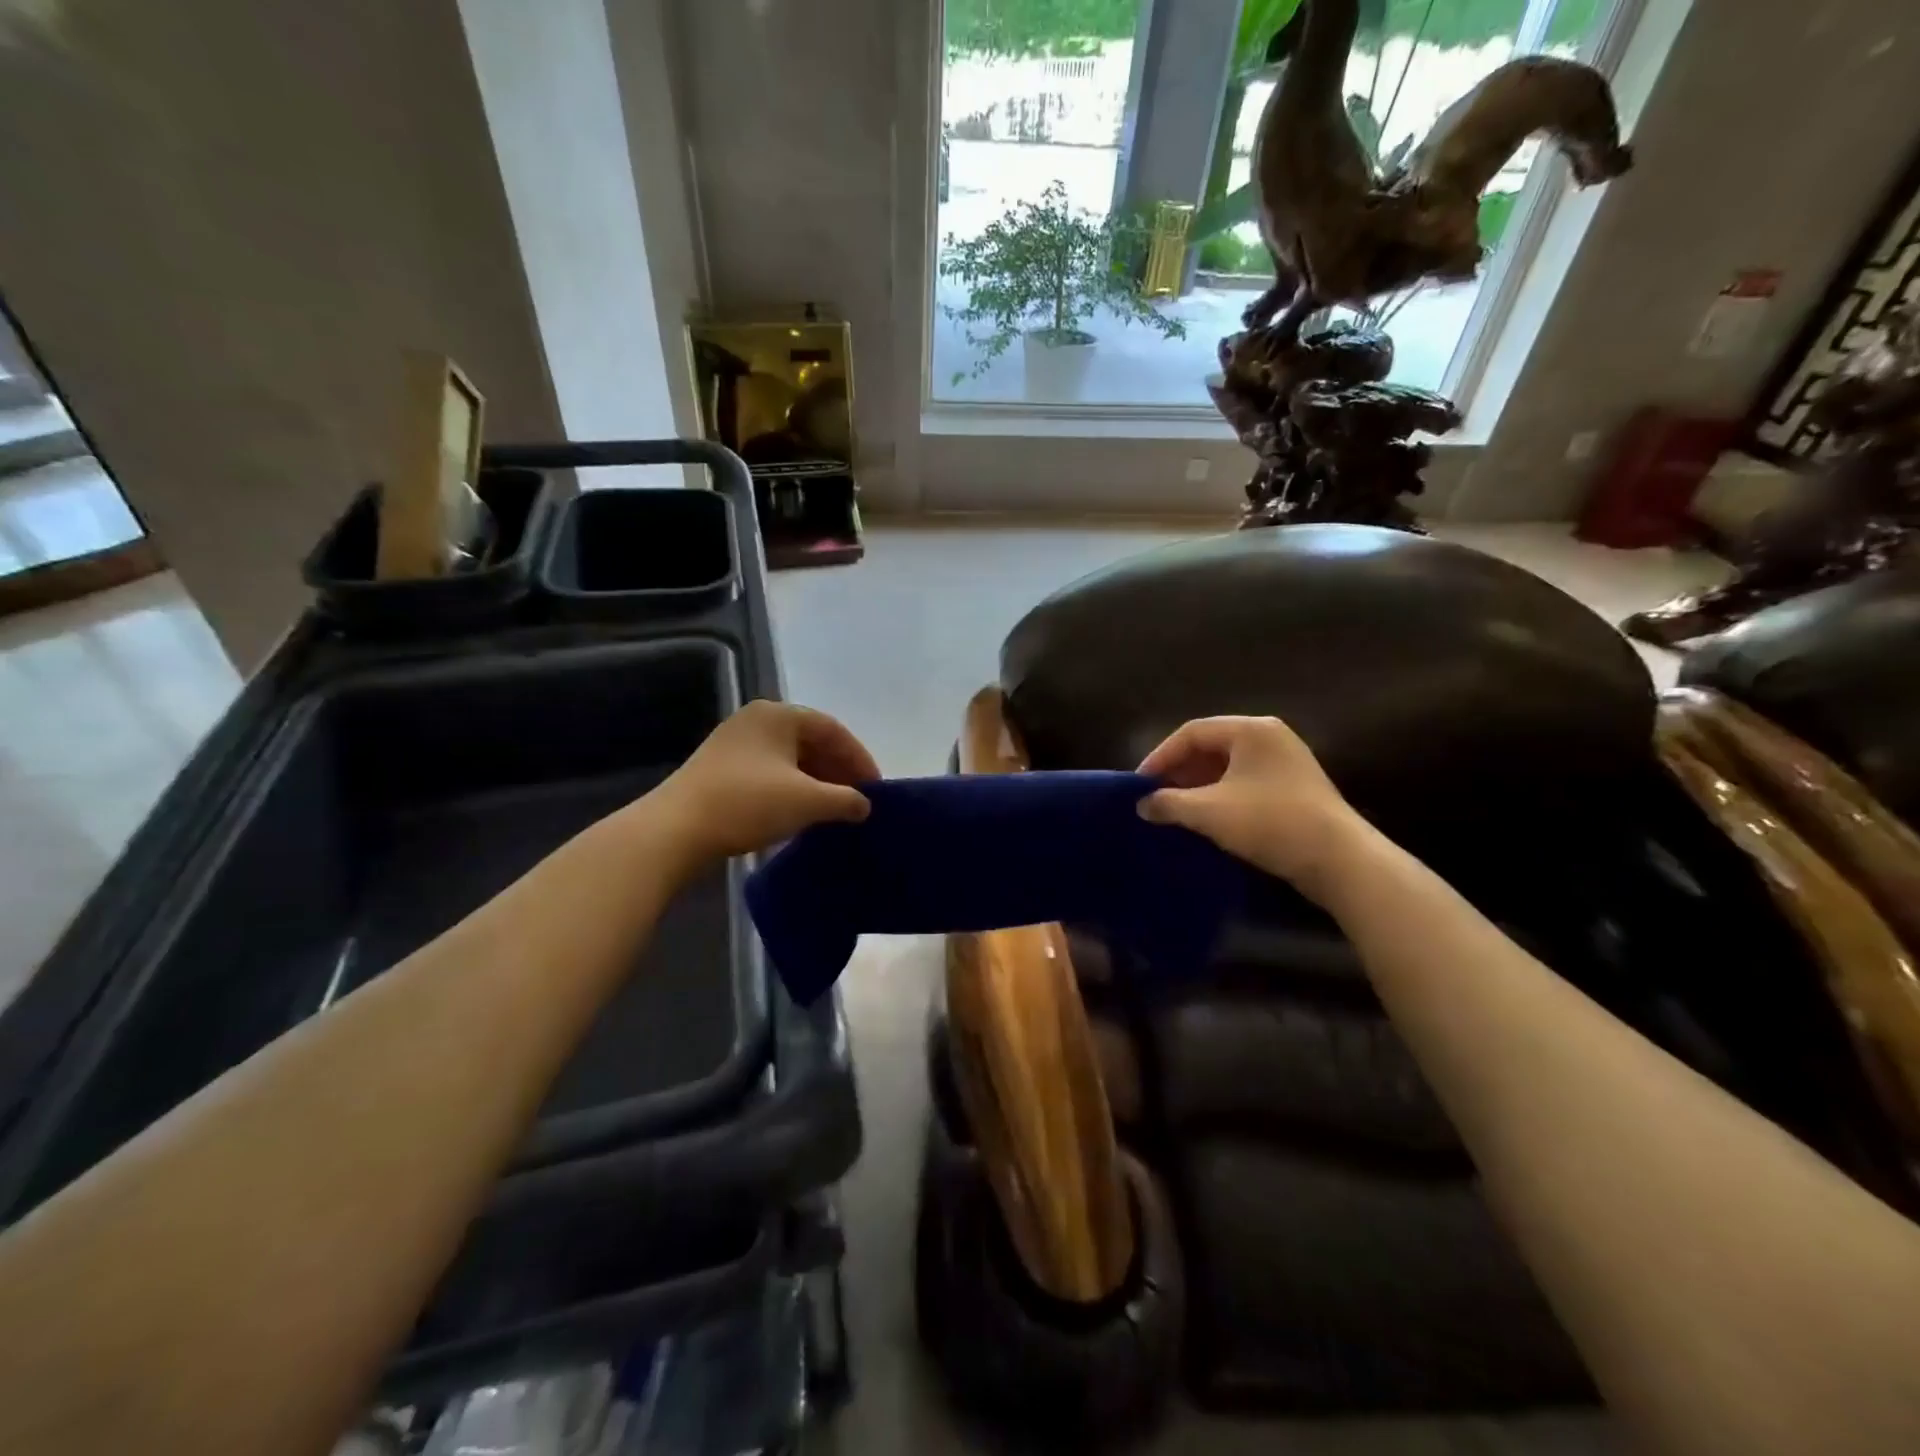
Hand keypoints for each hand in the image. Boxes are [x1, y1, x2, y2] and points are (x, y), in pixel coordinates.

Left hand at [651, 701, 877, 867]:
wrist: (675, 830)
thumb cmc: (747, 804)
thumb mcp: (807, 802)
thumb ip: (845, 799)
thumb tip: (865, 805)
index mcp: (779, 714)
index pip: (833, 730)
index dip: (860, 759)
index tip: (876, 789)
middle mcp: (757, 720)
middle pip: (811, 741)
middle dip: (838, 771)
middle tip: (858, 800)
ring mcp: (735, 743)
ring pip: (790, 758)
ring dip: (817, 782)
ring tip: (834, 809)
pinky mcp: (721, 768)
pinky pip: (771, 772)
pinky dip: (793, 789)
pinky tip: (802, 812)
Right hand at [1137, 715, 1368, 903]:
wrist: (1339, 860)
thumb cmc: (1270, 822)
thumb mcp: (1209, 812)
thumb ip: (1168, 803)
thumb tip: (1142, 804)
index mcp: (1250, 729)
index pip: (1191, 732)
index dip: (1160, 756)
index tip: (1139, 784)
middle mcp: (1269, 736)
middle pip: (1210, 746)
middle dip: (1179, 771)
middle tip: (1155, 796)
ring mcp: (1285, 761)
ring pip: (1227, 766)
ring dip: (1198, 786)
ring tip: (1175, 810)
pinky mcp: (1294, 787)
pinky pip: (1245, 782)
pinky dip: (1220, 795)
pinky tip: (1206, 819)